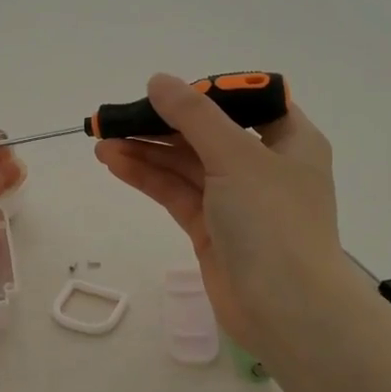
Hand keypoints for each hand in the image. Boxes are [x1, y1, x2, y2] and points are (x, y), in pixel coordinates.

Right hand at [96, 74, 349, 353]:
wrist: (286, 311)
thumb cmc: (273, 221)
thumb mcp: (235, 157)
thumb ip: (194, 116)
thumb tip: (159, 80)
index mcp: (289, 140)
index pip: (247, 103)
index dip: (206, 93)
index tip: (165, 91)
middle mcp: (264, 165)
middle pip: (206, 133)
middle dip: (161, 123)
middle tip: (116, 116)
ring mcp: (236, 200)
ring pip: (185, 164)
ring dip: (146, 151)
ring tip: (101, 140)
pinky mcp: (211, 229)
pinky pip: (176, 193)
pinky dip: (147, 177)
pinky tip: (115, 163)